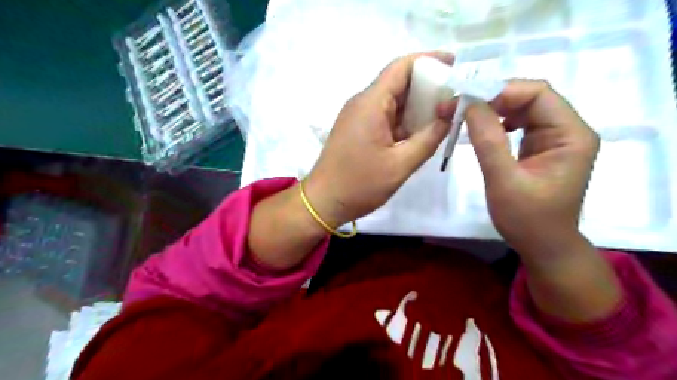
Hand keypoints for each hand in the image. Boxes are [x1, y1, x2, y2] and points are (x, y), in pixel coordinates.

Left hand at [303, 53, 450, 227]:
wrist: (324, 202)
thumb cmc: (360, 185)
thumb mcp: (400, 165)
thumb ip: (429, 138)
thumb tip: (450, 114)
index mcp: (370, 104)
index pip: (401, 67)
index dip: (429, 61)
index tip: (455, 65)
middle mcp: (362, 103)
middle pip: (398, 82)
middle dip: (428, 86)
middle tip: (455, 97)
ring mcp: (358, 117)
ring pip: (393, 101)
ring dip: (417, 105)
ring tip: (444, 115)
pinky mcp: (357, 129)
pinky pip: (385, 116)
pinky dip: (404, 120)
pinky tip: (421, 131)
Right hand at [449, 79, 595, 265]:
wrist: (543, 246)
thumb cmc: (527, 220)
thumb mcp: (504, 181)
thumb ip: (488, 141)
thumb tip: (470, 104)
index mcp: (570, 135)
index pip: (538, 94)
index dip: (501, 91)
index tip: (466, 102)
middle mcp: (568, 130)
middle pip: (530, 97)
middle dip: (492, 98)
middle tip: (458, 107)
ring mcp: (555, 138)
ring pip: (522, 108)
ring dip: (492, 108)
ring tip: (464, 116)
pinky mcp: (542, 147)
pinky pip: (519, 123)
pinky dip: (497, 122)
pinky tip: (482, 129)